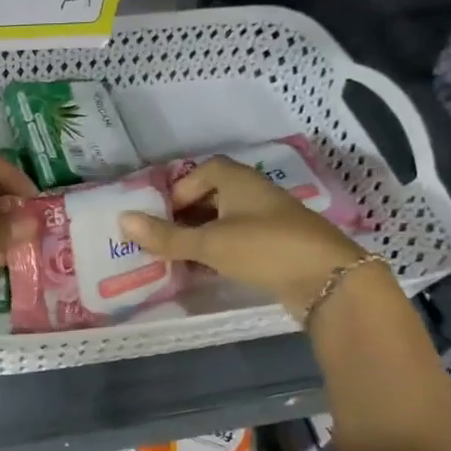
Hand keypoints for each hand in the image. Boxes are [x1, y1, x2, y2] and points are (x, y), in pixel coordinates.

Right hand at [119, 155, 379, 316]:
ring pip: (227, 220)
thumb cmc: (264, 248)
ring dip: (203, 235)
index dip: (180, 189)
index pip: (204, 170)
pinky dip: (221, 250)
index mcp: (240, 181)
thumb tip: (122, 221)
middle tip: (164, 238)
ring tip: (180, 256)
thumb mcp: (209, 243)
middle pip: (214, 195)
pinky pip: (241, 240)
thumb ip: (166, 236)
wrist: (329, 280)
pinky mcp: (279, 246)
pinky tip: (208, 270)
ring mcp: (270, 221)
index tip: (162, 215)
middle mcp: (256, 194)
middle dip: (187, 215)